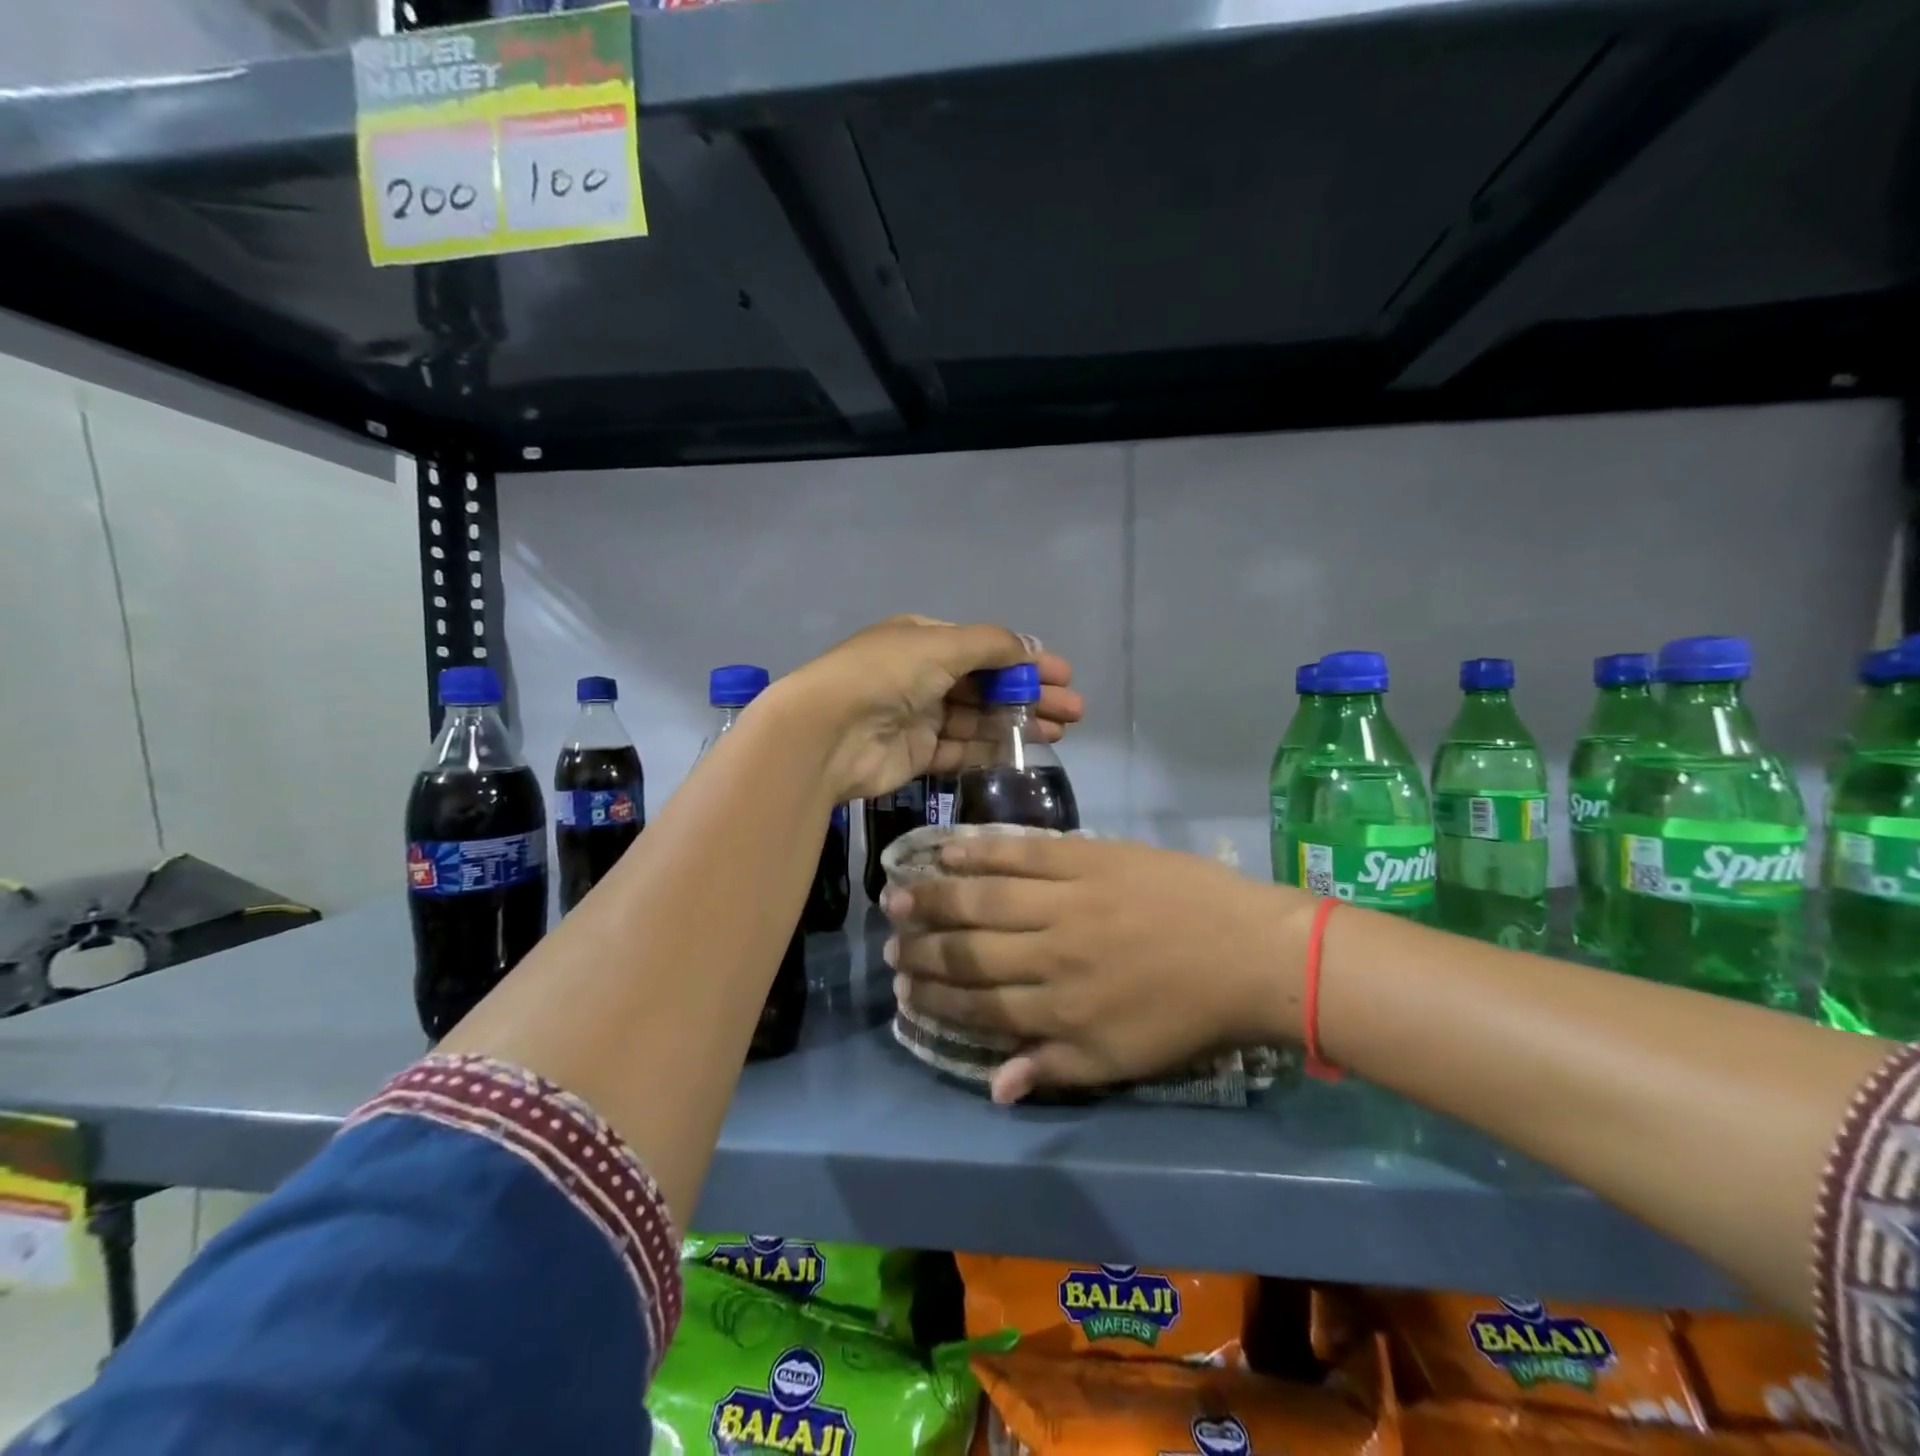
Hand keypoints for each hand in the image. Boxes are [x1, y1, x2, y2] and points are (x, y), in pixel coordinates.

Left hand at [779, 616, 1081, 803]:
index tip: (1063, 675)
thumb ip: (992, 646)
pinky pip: (962, 750)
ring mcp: (919, 717)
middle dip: (1030, 695)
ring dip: (1019, 723)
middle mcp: (922, 675)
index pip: (984, 648)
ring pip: (979, 720)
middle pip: (987, 686)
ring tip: (1060, 732)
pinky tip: (1025, 751)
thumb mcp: (942, 645)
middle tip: (1073, 710)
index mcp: (924, 640)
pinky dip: (992, 749)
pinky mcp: (917, 754)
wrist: (827, 732)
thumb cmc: (886, 675)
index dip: (1025, 661)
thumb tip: (1032, 646)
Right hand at [883, 834, 1314, 1102]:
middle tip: (889, 943)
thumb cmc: (1188, 1015)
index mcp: (1060, 1011)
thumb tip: (992, 1088)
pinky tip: (949, 849)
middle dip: (922, 949)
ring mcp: (1067, 901)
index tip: (903, 991)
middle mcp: (1051, 956)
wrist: (1247, 951)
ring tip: (898, 895)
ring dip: (936, 898)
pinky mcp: (1086, 858)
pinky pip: (1022, 853)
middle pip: (969, 951)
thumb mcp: (1122, 1062)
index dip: (935, 998)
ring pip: (984, 900)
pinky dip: (981, 851)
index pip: (978, 1006)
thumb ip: (1053, 1070)